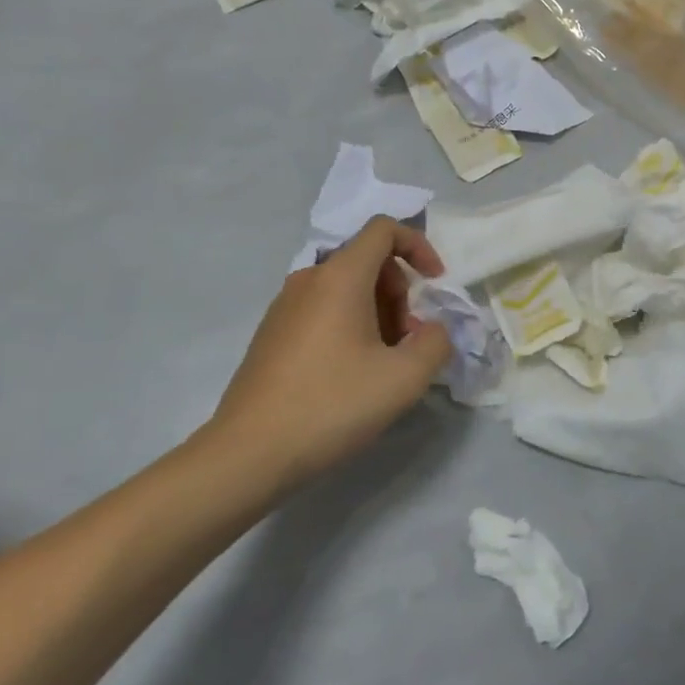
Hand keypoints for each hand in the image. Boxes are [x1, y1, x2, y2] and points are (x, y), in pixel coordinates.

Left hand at [201, 218, 452, 493]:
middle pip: (367, 261)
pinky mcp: (271, 335)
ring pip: (345, 289)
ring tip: (384, 363)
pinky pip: (322, 310)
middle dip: (400, 292)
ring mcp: (284, 307)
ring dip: (378, 312)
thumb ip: (437, 343)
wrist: (247, 455)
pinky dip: (350, 326)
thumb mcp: (405, 378)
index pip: (383, 229)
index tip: (435, 283)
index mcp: (340, 277)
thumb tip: (433, 331)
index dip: (418, 246)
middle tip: (409, 340)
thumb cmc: (332, 405)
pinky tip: (352, 375)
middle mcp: (308, 280)